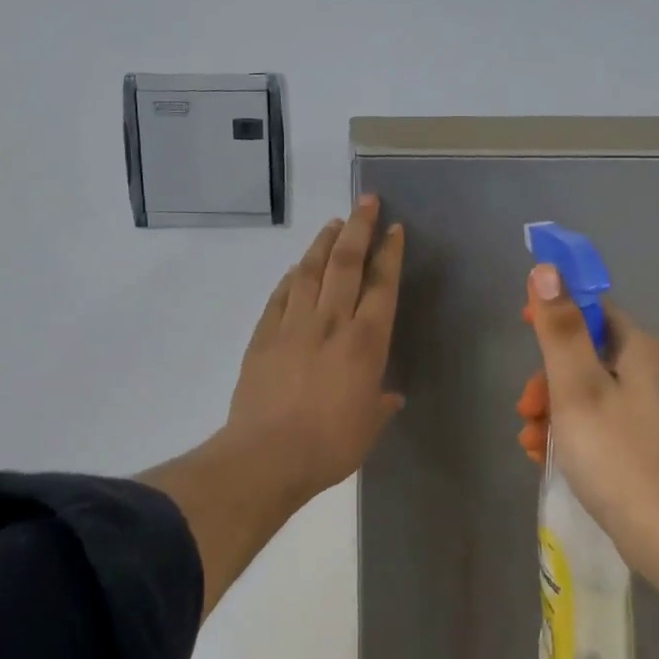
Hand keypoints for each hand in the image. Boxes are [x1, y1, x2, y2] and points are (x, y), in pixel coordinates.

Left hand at [225, 195, 405, 504]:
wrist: (267, 456)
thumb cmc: (330, 445)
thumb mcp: (369, 427)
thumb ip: (380, 404)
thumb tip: (389, 395)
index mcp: (366, 343)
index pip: (381, 285)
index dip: (390, 253)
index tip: (394, 229)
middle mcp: (331, 323)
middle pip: (346, 263)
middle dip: (358, 228)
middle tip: (366, 201)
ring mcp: (294, 325)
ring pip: (311, 271)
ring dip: (324, 243)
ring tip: (333, 223)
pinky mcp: (264, 335)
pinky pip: (281, 295)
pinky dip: (292, 276)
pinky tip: (298, 267)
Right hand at [517, 264, 658, 586]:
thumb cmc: (615, 453)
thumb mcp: (577, 387)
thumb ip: (559, 330)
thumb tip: (547, 270)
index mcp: (638, 348)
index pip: (591, 308)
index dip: (554, 312)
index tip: (521, 327)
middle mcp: (647, 370)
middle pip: (583, 353)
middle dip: (546, 377)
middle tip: (527, 409)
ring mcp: (645, 407)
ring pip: (583, 390)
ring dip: (551, 409)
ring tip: (531, 441)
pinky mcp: (639, 439)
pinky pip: (594, 420)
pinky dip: (567, 431)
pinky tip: (546, 456)